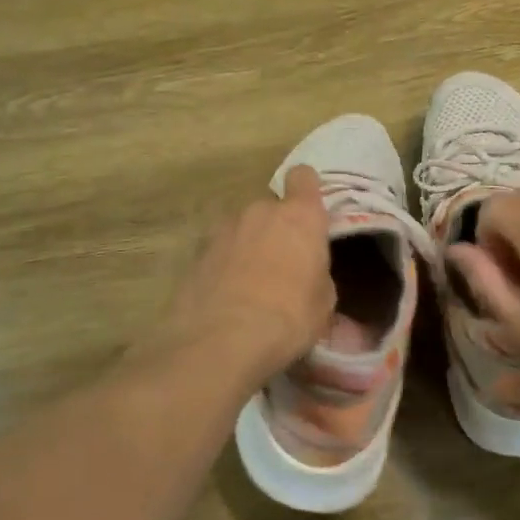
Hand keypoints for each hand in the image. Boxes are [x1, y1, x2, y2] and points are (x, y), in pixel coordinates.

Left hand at [158, 165, 333, 387]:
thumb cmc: (289, 317)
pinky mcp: (196, 254)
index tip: (309, 211)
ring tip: (251, 283)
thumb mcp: (323, 303)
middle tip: (283, 263)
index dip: (307, 190)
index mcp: (299, 216)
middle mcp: (260, 212)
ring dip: (248, 246)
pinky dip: (224, 266)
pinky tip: (227, 297)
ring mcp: (223, 230)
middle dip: (276, 228)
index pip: (303, 177)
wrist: (222, 342)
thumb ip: (317, 275)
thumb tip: (310, 277)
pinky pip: (220, 252)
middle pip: (271, 208)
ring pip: (242, 229)